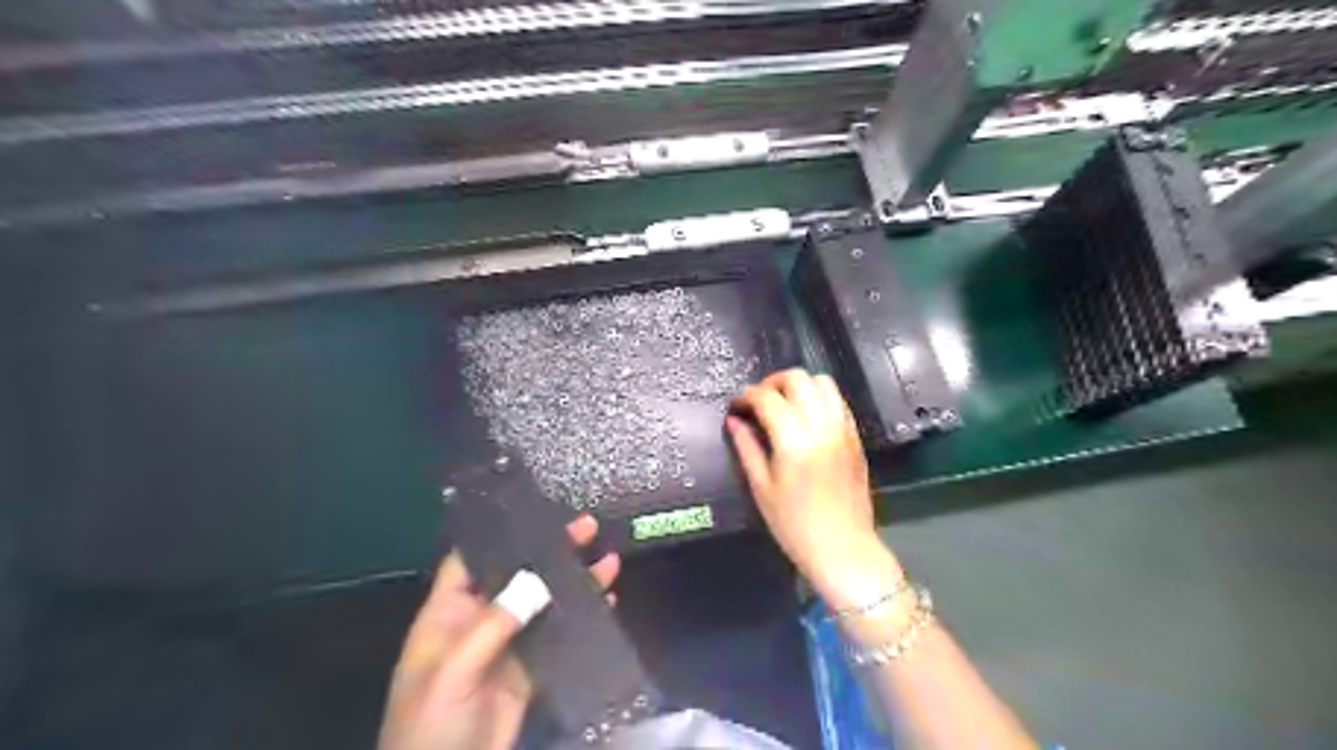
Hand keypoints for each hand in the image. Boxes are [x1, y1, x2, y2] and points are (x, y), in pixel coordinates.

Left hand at [378, 517, 618, 749]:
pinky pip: (558, 638)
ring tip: (608, 560)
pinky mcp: (529, 673)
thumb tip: (537, 579)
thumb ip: (493, 624)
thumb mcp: (452, 671)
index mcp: (447, 614)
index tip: (536, 510)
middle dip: (551, 551)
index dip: (500, 534)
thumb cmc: (429, 725)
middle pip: (517, 576)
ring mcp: (507, 647)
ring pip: (544, 604)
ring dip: (574, 583)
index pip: (472, 559)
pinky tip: (606, 603)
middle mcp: (479, 622)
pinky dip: (582, 620)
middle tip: (587, 526)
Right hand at [728, 369, 901, 609]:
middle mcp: (821, 426)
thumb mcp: (761, 488)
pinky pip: (837, 400)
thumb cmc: (794, 525)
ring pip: (822, 382)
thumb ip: (747, 447)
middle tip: (758, 401)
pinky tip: (805, 416)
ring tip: (782, 404)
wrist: (843, 548)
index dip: (746, 396)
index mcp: (794, 441)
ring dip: (798, 386)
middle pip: (797, 378)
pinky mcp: (855, 436)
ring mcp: (842, 429)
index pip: (767, 398)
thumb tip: (734, 420)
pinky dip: (818, 397)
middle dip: (772, 383)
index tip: (736, 406)